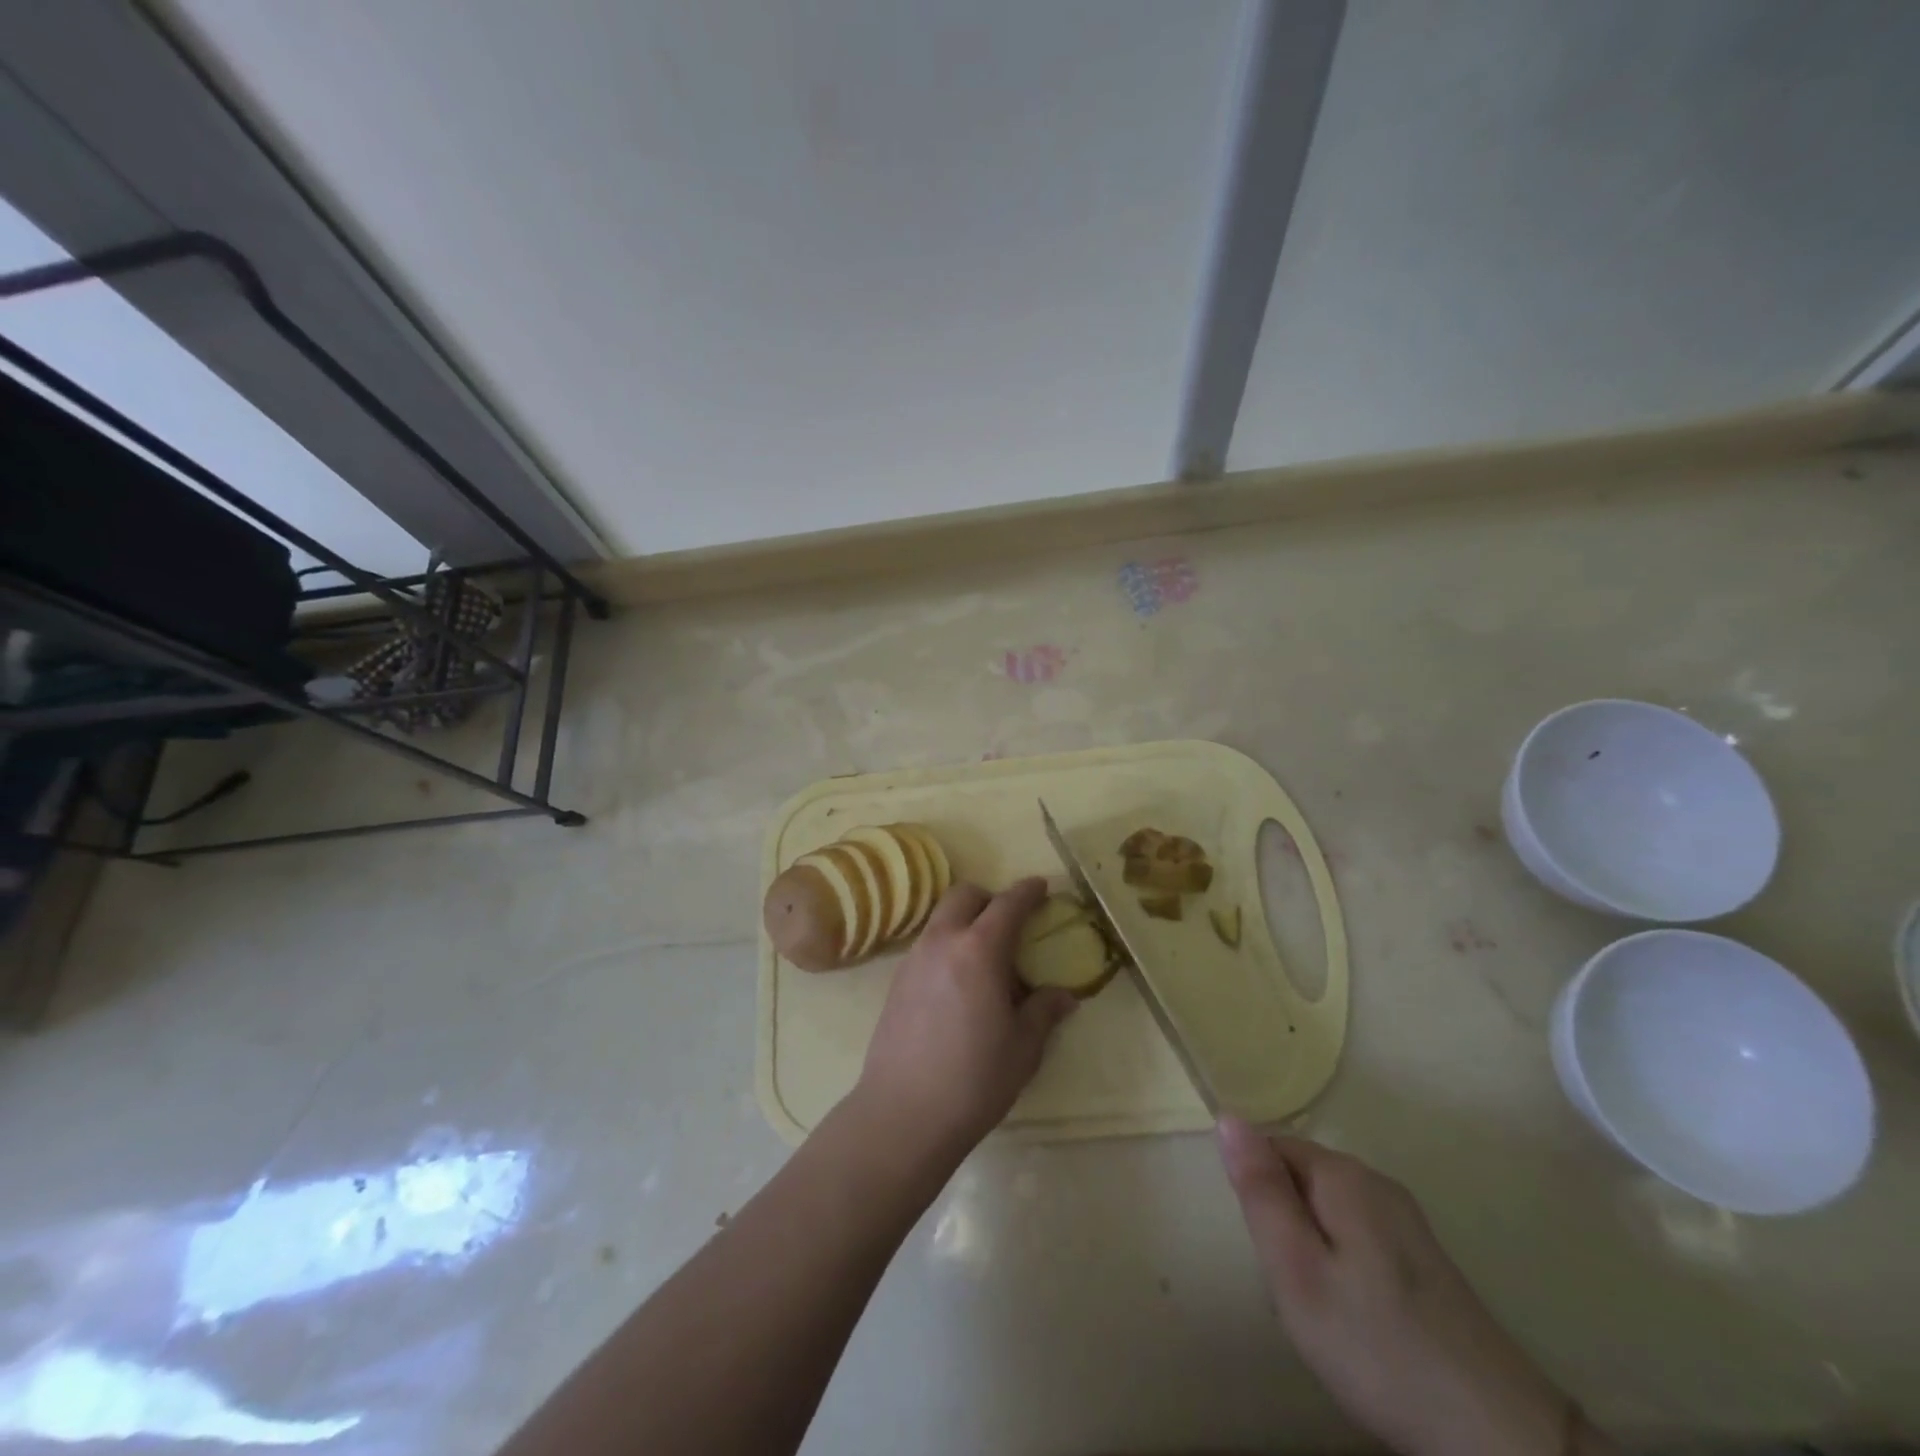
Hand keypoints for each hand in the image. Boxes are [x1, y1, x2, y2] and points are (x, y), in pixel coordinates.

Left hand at [854, 878, 1077, 1156]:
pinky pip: (927, 944)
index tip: (1042, 887)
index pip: (1007, 904)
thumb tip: (1063, 996)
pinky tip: (958, 984)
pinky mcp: (896, 981)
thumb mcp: (1022, 1048)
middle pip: (964, 896)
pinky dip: (947, 945)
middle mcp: (942, 942)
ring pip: (941, 918)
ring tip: (985, 958)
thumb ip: (1043, 1012)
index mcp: (979, 950)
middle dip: (989, 898)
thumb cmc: (974, 1079)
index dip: (1028, 892)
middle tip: (1010, 923)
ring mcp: (913, 959)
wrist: (903, 1113)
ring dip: (965, 921)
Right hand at [1218, 1119, 1591, 1455]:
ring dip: (1312, 1250)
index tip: (1271, 1251)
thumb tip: (1228, 1117)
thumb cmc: (1375, 1344)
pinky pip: (1358, 1241)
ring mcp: (1406, 1221)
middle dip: (1284, 1225)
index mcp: (1343, 1174)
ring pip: (1327, 1213)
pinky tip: (1359, 1321)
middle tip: (1296, 1289)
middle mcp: (1376, 1181)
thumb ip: (1260, 1189)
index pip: (1272, 1147)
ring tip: (1326, 1311)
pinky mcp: (1425, 1260)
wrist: (1495, 1433)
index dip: (1258, 1195)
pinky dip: (1344, 1270)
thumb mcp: (1296, 1268)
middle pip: (1300, 1179)